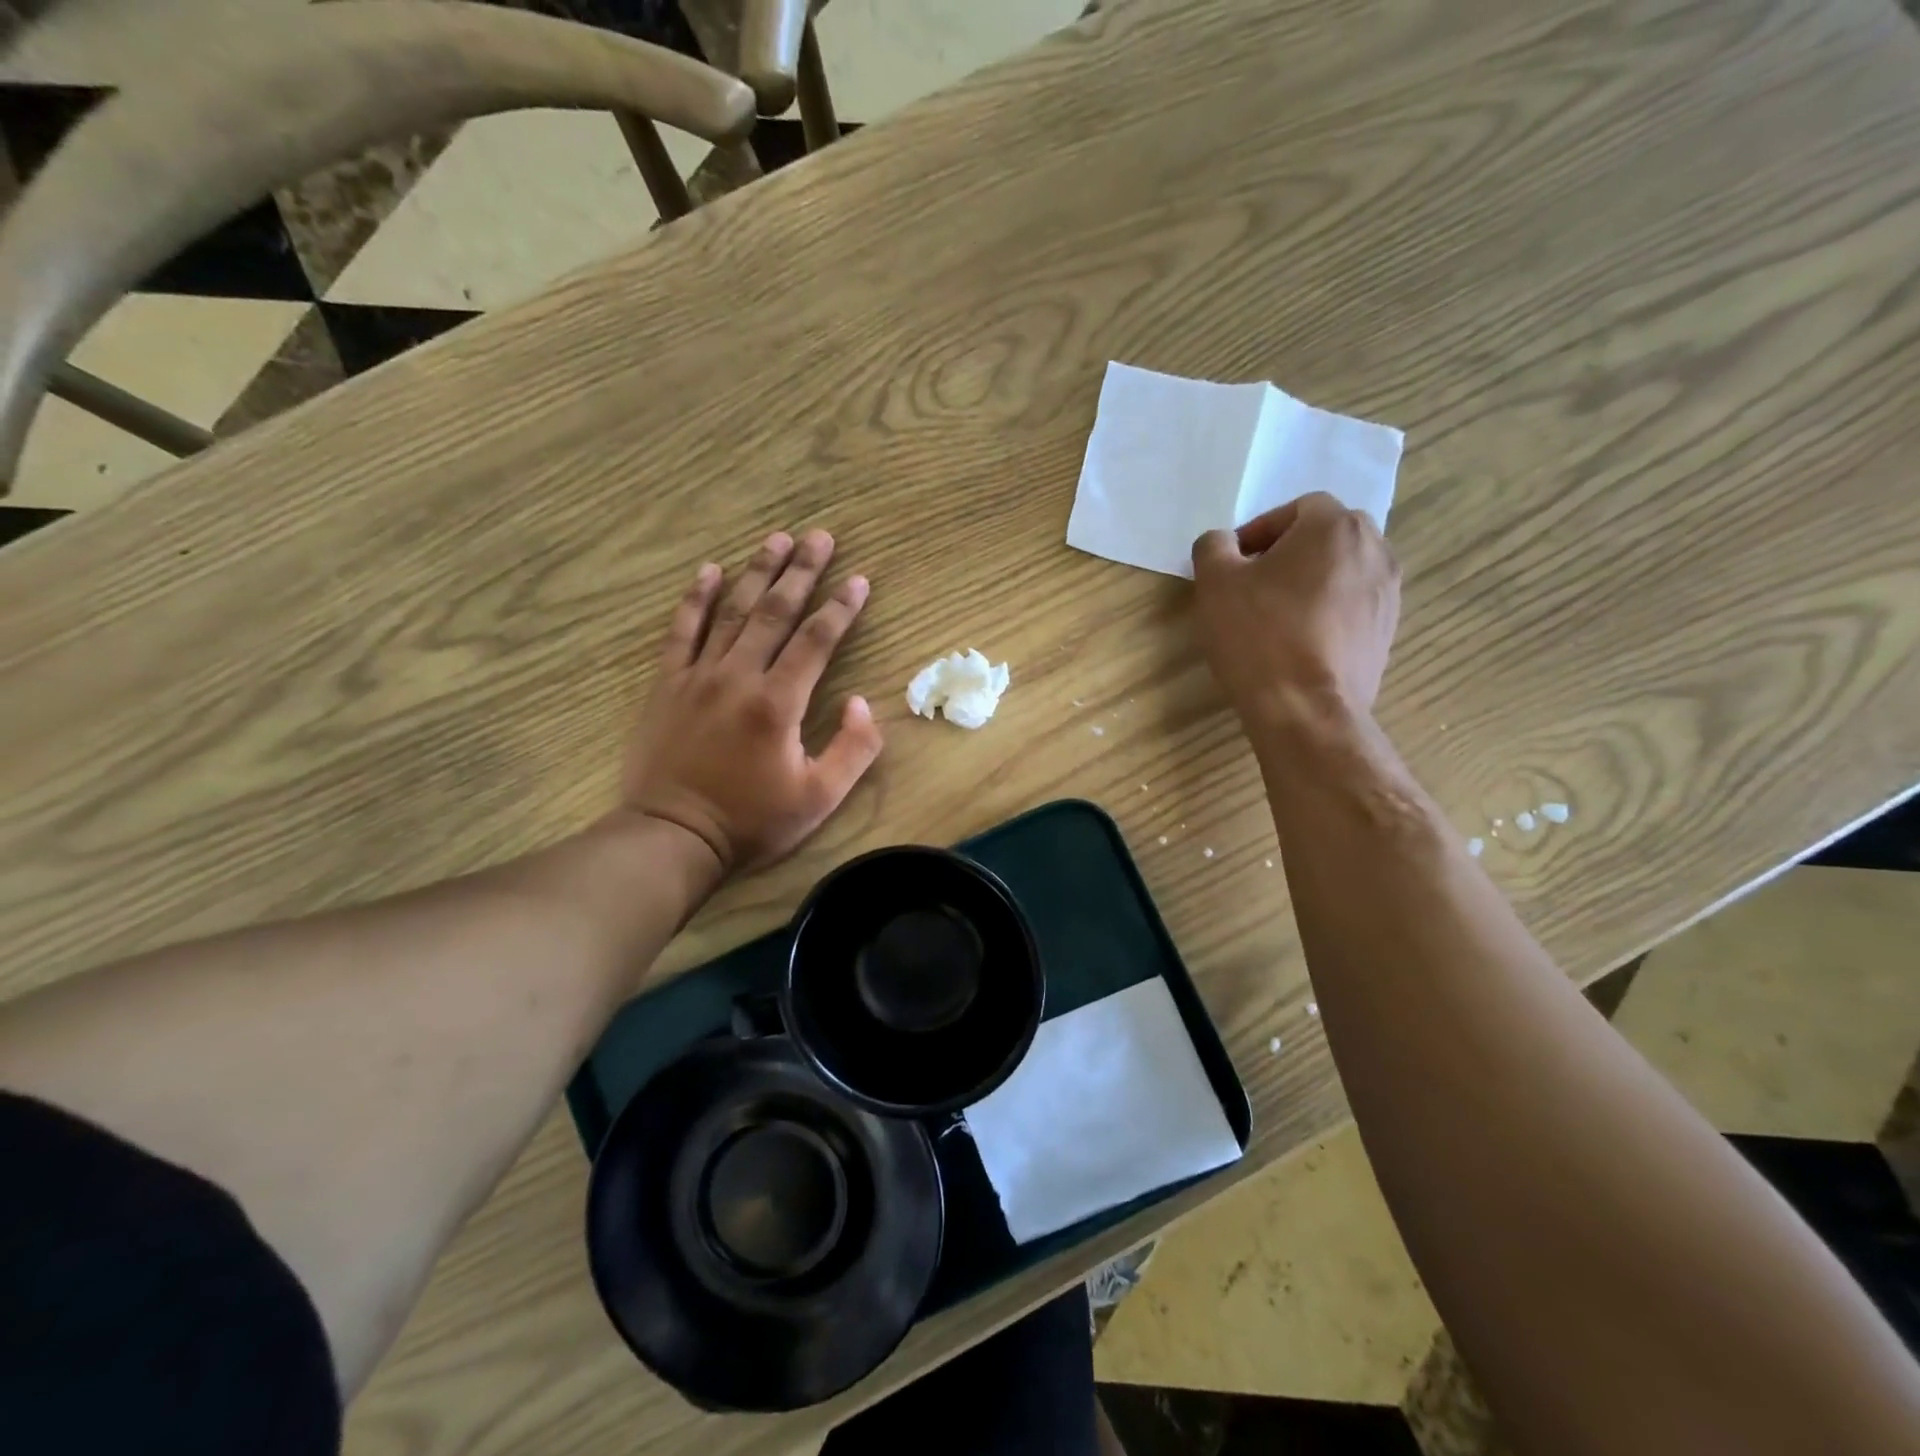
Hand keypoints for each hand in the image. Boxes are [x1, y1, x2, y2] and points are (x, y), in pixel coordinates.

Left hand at [621, 530, 882, 873]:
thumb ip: (853, 748)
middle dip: (801, 571)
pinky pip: (682, 631)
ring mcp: (698, 676)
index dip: (841, 607)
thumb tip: (861, 701)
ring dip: (757, 572)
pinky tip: (709, 570)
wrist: (672, 836)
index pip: (816, 640)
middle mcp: (739, 676)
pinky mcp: (668, 684)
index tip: (859, 579)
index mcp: (779, 702)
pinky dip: (695, 598)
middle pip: (775, 612)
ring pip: (732, 611)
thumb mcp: (819, 798)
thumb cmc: (752, 820)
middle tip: (820, 536)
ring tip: (776, 539)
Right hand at [1192, 493, 1400, 725]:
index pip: (1296, 508)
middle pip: (1326, 536)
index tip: (1233, 563)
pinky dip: (1327, 611)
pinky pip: (1353, 604)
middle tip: (1254, 584)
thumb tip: (1223, 543)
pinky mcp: (1387, 630)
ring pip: (1342, 570)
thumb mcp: (1215, 583)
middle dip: (1289, 552)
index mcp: (1334, 526)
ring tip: (1276, 615)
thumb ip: (1214, 547)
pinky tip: (1298, 641)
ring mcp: (1388, 592)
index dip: (1259, 531)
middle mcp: (1374, 549)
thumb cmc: (1259, 636)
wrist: (1306, 709)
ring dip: (1310, 581)